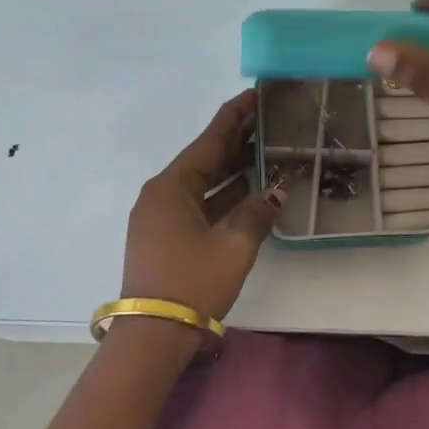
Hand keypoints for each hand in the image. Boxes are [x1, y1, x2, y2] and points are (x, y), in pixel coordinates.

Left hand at [121, 90, 281, 319]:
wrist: (154, 334)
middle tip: (267, 120)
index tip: (254, 95)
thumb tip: (275, 192)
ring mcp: (160, 217)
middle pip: (203, 159)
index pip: (208, 141)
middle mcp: (161, 195)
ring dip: (230, 170)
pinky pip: (197, 205)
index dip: (233, 116)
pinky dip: (221, 196)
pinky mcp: (164, 238)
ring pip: (201, 184)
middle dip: (235, 141)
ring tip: (265, 150)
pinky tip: (247, 191)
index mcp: (172, 187)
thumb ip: (256, 213)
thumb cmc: (193, 282)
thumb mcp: (234, 246)